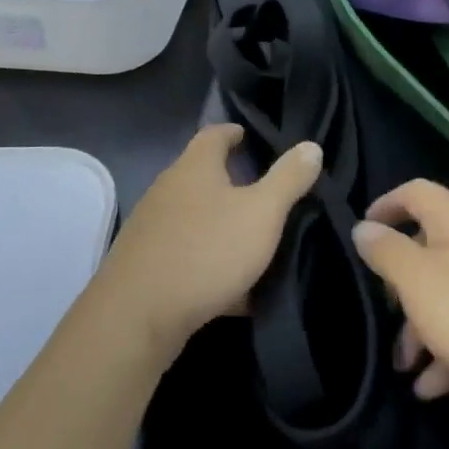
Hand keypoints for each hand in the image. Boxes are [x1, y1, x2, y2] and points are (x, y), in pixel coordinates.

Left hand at [100, 124, 321, 358]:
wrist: (138, 316)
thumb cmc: (206, 251)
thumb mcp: (262, 213)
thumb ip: (288, 179)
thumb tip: (310, 146)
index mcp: (194, 167)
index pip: (214, 135)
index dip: (233, 133)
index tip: (249, 136)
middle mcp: (167, 189)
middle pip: (201, 175)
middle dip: (230, 181)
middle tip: (263, 190)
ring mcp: (152, 228)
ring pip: (194, 218)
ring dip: (220, 224)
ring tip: (252, 238)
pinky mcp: (145, 264)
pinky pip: (186, 255)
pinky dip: (209, 263)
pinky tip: (233, 290)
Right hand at [352, 180, 448, 421]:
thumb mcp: (420, 283)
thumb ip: (386, 253)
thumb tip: (364, 227)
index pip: (415, 192)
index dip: (386, 206)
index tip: (363, 232)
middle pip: (432, 247)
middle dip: (402, 285)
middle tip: (385, 317)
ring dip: (425, 326)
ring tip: (406, 369)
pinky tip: (437, 388)